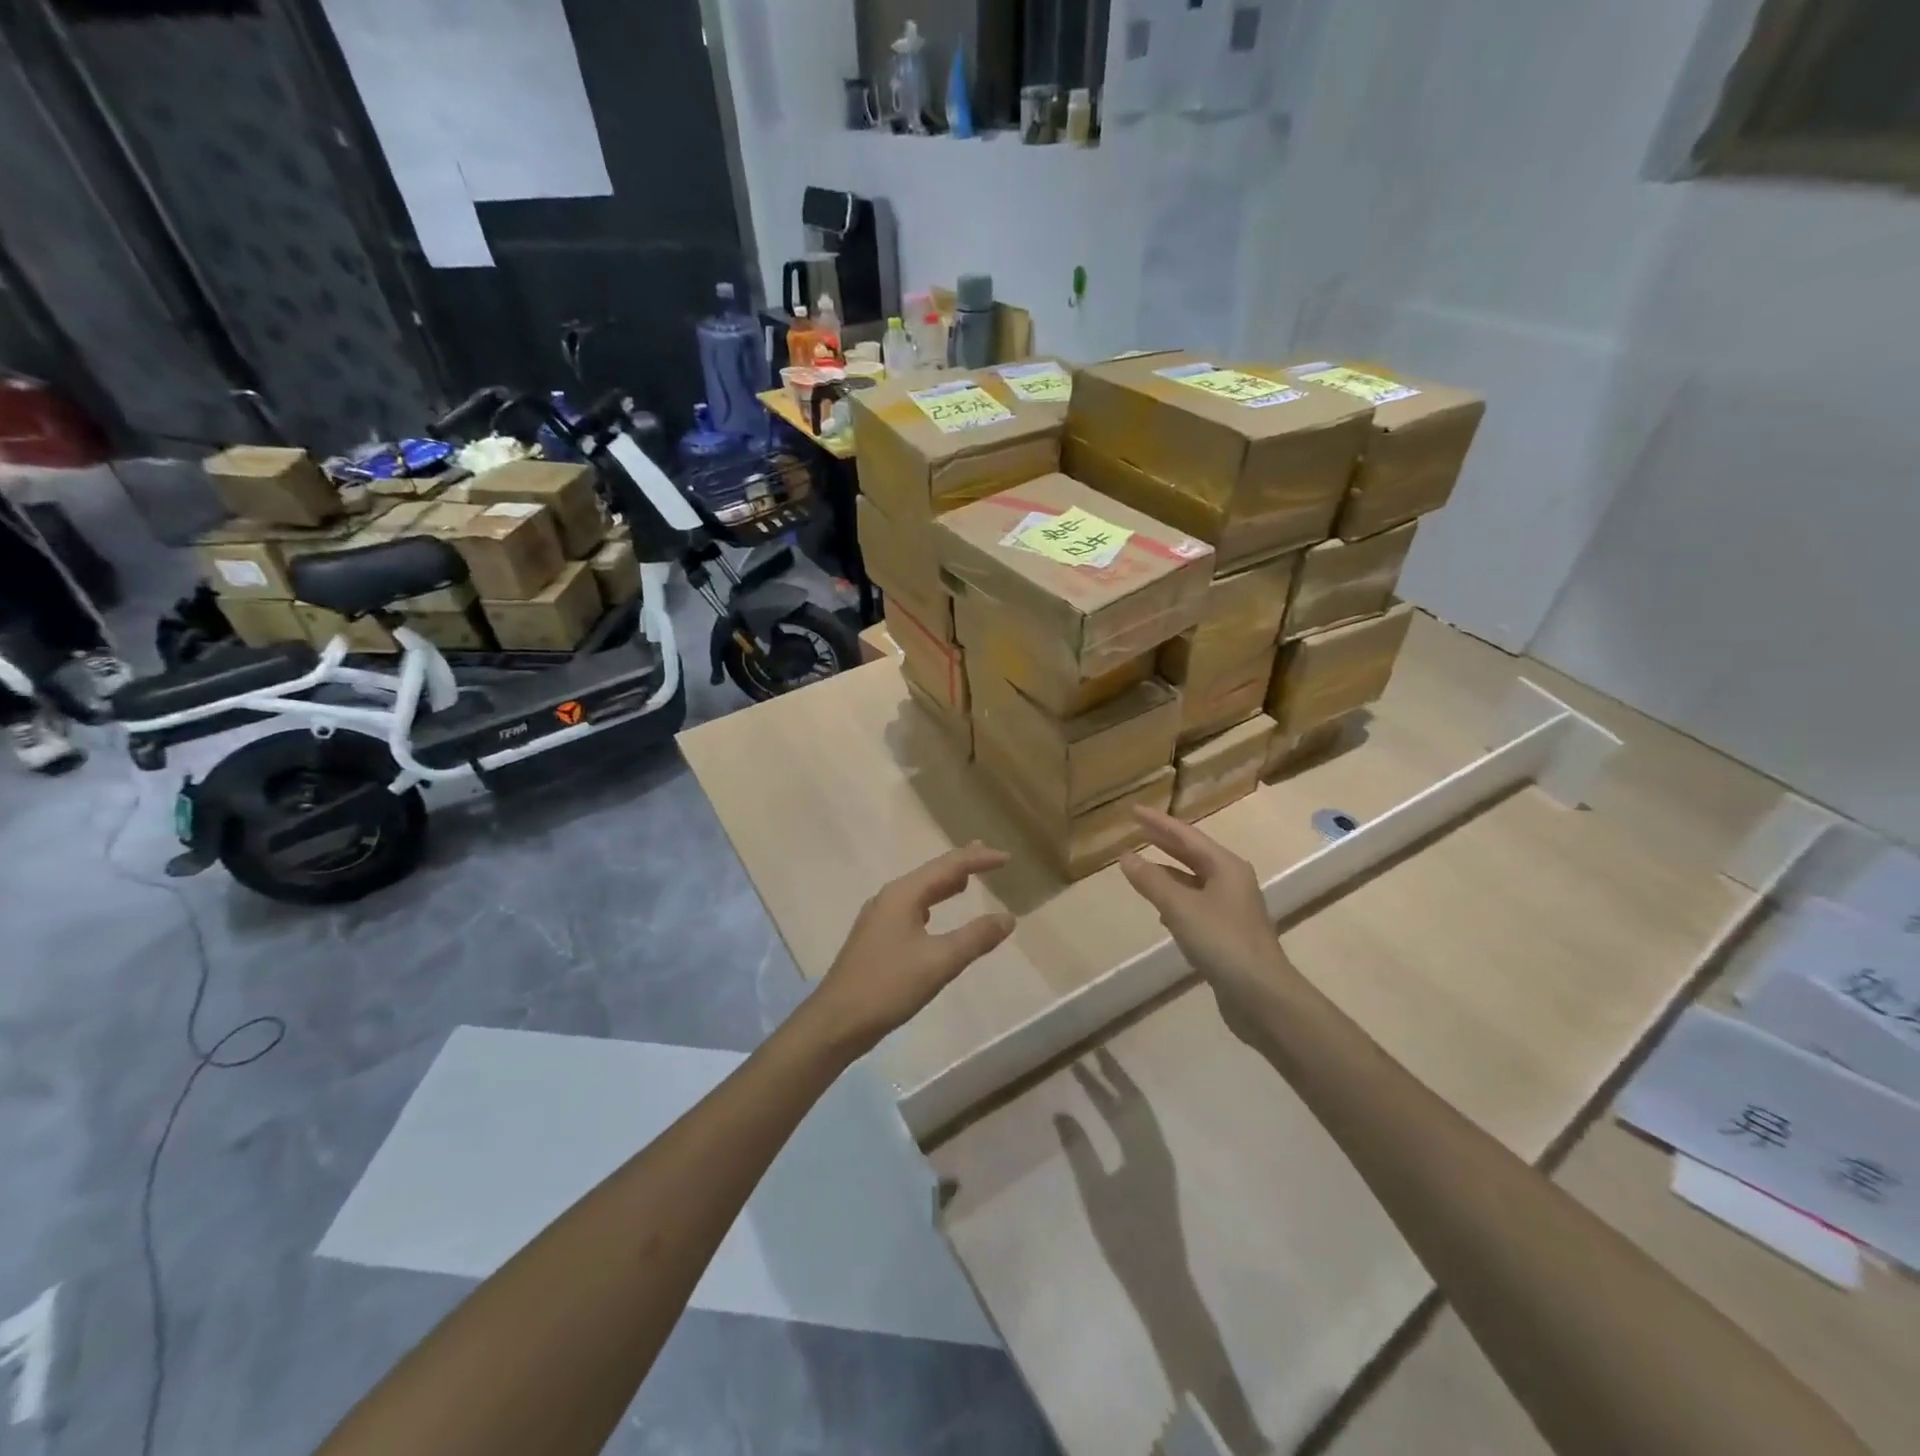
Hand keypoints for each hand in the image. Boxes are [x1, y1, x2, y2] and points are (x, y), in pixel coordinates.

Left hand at [805, 843, 1014, 1059]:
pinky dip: (931, 903)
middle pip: (931, 872)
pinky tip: (933, 914)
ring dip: (944, 883)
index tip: (1007, 858)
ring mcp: (879, 917)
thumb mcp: (939, 962)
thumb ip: (975, 938)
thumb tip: (1008, 918)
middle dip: (960, 864)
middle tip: (987, 855)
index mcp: (903, 895)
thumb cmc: (888, 986)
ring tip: (967, 879)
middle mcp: (889, 898)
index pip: (948, 866)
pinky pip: (910, 908)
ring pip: (919, 891)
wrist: (836, 1021)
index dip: (978, 859)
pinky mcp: (875, 938)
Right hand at [1119, 809, 1297, 1046]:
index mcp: (1226, 867)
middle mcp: (1232, 882)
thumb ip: (1151, 881)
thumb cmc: (1222, 942)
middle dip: (1165, 843)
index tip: (1134, 811)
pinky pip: (1196, 904)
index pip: (1187, 836)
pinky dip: (1176, 899)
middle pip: (1193, 855)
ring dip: (1169, 872)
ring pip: (1194, 881)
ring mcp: (1232, 909)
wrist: (1261, 995)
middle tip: (1138, 830)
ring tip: (1142, 868)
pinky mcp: (1228, 934)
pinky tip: (1161, 911)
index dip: (1159, 823)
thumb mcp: (1180, 908)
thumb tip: (1125, 857)